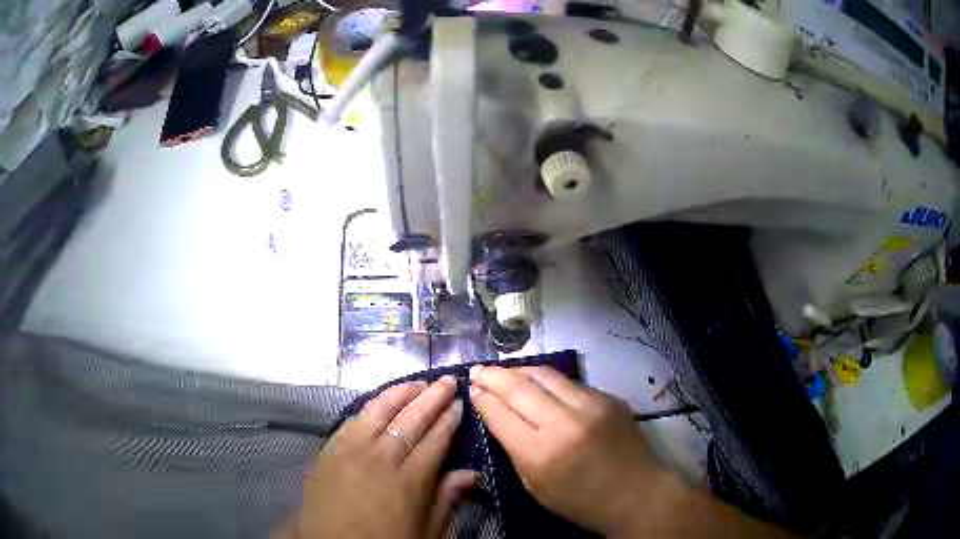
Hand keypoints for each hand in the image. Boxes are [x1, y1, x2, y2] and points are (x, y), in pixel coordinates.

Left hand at [287, 377, 477, 538]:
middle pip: (411, 419)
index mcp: (411, 480)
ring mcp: (351, 450)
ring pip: (379, 411)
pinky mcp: (329, 450)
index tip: (460, 402)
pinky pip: (351, 421)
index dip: (450, 418)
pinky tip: (379, 403)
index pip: (436, 438)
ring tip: (417, 383)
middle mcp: (382, 457)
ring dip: (400, 393)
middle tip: (446, 380)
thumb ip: (448, 500)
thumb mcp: (427, 532)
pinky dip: (369, 408)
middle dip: (432, 397)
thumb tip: (472, 473)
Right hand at [469, 365, 665, 535]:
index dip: (482, 398)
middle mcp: (564, 423)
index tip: (471, 389)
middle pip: (519, 387)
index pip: (500, 414)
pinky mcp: (608, 397)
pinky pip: (569, 383)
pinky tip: (537, 382)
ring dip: (519, 370)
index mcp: (541, 454)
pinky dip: (547, 380)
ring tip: (503, 370)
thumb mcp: (535, 486)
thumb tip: (497, 415)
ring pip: (545, 375)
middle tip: (477, 370)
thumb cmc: (580, 501)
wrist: (636, 493)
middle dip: (493, 376)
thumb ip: (514, 449)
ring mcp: (590, 406)